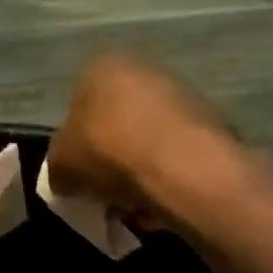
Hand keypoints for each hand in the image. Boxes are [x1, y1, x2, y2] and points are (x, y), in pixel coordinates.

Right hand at [47, 53, 265, 231]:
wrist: (184, 170)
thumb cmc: (109, 153)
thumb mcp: (60, 164)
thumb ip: (59, 166)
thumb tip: (68, 178)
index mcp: (102, 66)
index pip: (77, 104)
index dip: (75, 144)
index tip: (79, 174)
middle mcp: (144, 69)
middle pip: (115, 122)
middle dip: (110, 158)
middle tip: (105, 192)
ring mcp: (183, 93)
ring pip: (147, 139)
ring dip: (139, 171)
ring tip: (136, 206)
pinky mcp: (214, 122)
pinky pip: (177, 154)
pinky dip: (169, 176)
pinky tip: (163, 204)